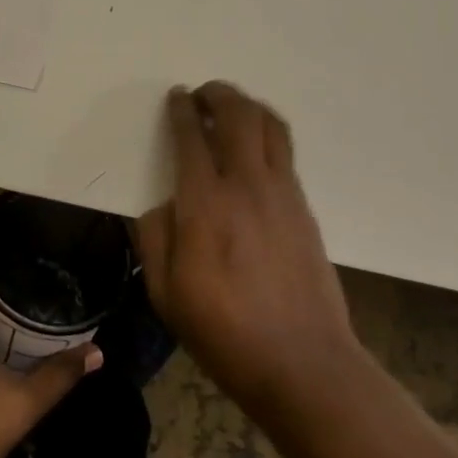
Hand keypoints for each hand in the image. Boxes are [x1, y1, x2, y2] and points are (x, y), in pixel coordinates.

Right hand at [134, 83, 361, 421]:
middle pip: (237, 114)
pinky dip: (267, 132)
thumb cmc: (224, 332)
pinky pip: (285, 151)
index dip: (181, 109)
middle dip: (217, 94)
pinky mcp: (303, 206)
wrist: (302, 362)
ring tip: (232, 108)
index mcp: (204, 204)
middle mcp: (245, 184)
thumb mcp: (165, 294)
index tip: (176, 97)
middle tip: (202, 94)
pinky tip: (256, 147)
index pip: (191, 136)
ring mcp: (281, 192)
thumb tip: (162, 204)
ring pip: (269, 125)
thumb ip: (154, 238)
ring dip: (248, 105)